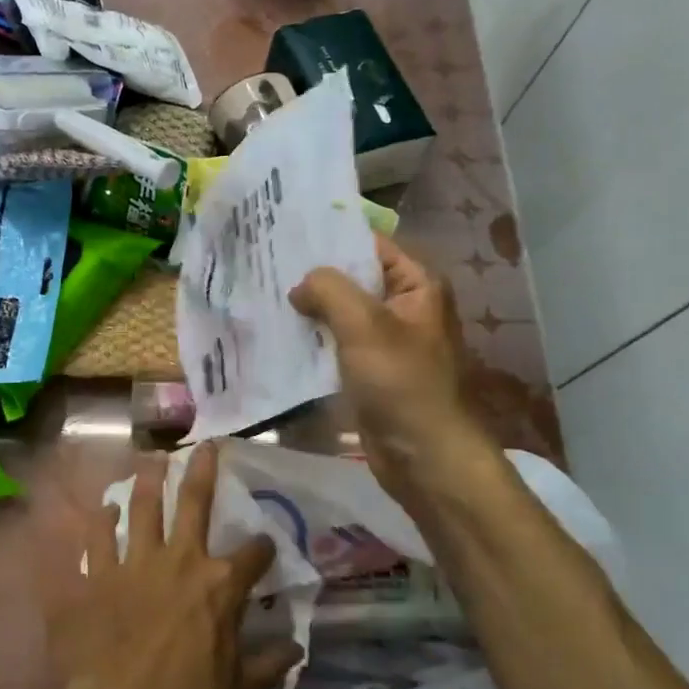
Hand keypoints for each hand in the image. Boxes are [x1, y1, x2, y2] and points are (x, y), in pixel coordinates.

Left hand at [53, 443, 302, 688]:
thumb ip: (269, 665)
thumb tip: (297, 648)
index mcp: (220, 585)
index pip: (254, 554)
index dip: (263, 547)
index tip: (265, 545)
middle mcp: (180, 561)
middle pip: (194, 503)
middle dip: (203, 470)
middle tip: (205, 445)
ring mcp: (135, 564)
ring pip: (142, 508)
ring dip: (147, 481)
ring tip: (151, 459)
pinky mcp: (97, 579)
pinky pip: (96, 540)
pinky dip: (100, 522)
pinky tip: (104, 508)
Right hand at [290, 235, 493, 508]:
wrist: (424, 456)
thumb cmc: (401, 381)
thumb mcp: (364, 324)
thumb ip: (329, 289)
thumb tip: (300, 286)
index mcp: (417, 286)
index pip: (371, 246)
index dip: (332, 237)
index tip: (287, 232)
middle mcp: (404, 308)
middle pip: (354, 279)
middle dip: (314, 275)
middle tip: (266, 263)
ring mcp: (387, 342)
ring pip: (342, 315)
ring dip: (310, 310)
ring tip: (264, 294)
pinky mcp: (370, 372)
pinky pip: (337, 346)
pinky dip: (313, 340)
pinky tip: (279, 334)